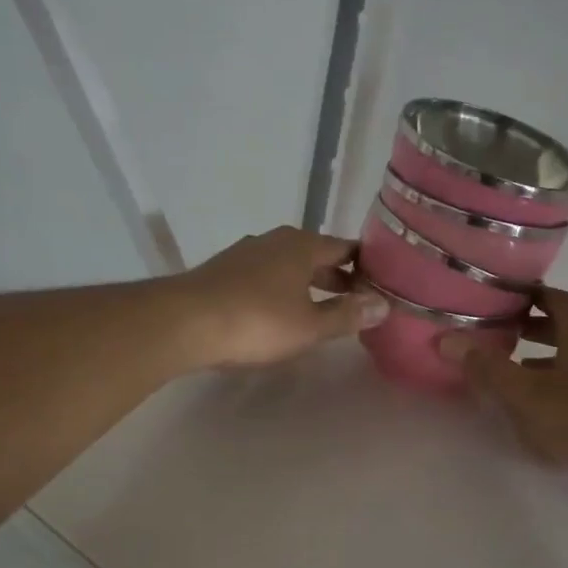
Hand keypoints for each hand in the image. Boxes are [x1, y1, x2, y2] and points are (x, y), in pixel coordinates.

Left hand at [176, 226, 387, 368]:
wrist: (183, 322)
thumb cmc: (256, 321)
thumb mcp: (310, 326)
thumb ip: (347, 315)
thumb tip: (384, 305)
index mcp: (302, 246)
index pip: (345, 248)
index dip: (366, 265)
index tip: (383, 283)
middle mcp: (275, 241)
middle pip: (317, 255)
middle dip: (338, 277)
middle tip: (359, 300)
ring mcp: (246, 253)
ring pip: (289, 265)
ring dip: (309, 284)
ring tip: (323, 308)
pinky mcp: (224, 271)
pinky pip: (266, 276)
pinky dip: (282, 289)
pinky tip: (281, 311)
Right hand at [441, 288, 567, 488]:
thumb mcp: (526, 393)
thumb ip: (487, 367)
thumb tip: (448, 340)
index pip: (553, 297)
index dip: (526, 295)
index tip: (501, 300)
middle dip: (536, 328)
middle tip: (505, 335)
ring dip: (554, 358)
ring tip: (524, 372)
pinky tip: (557, 406)